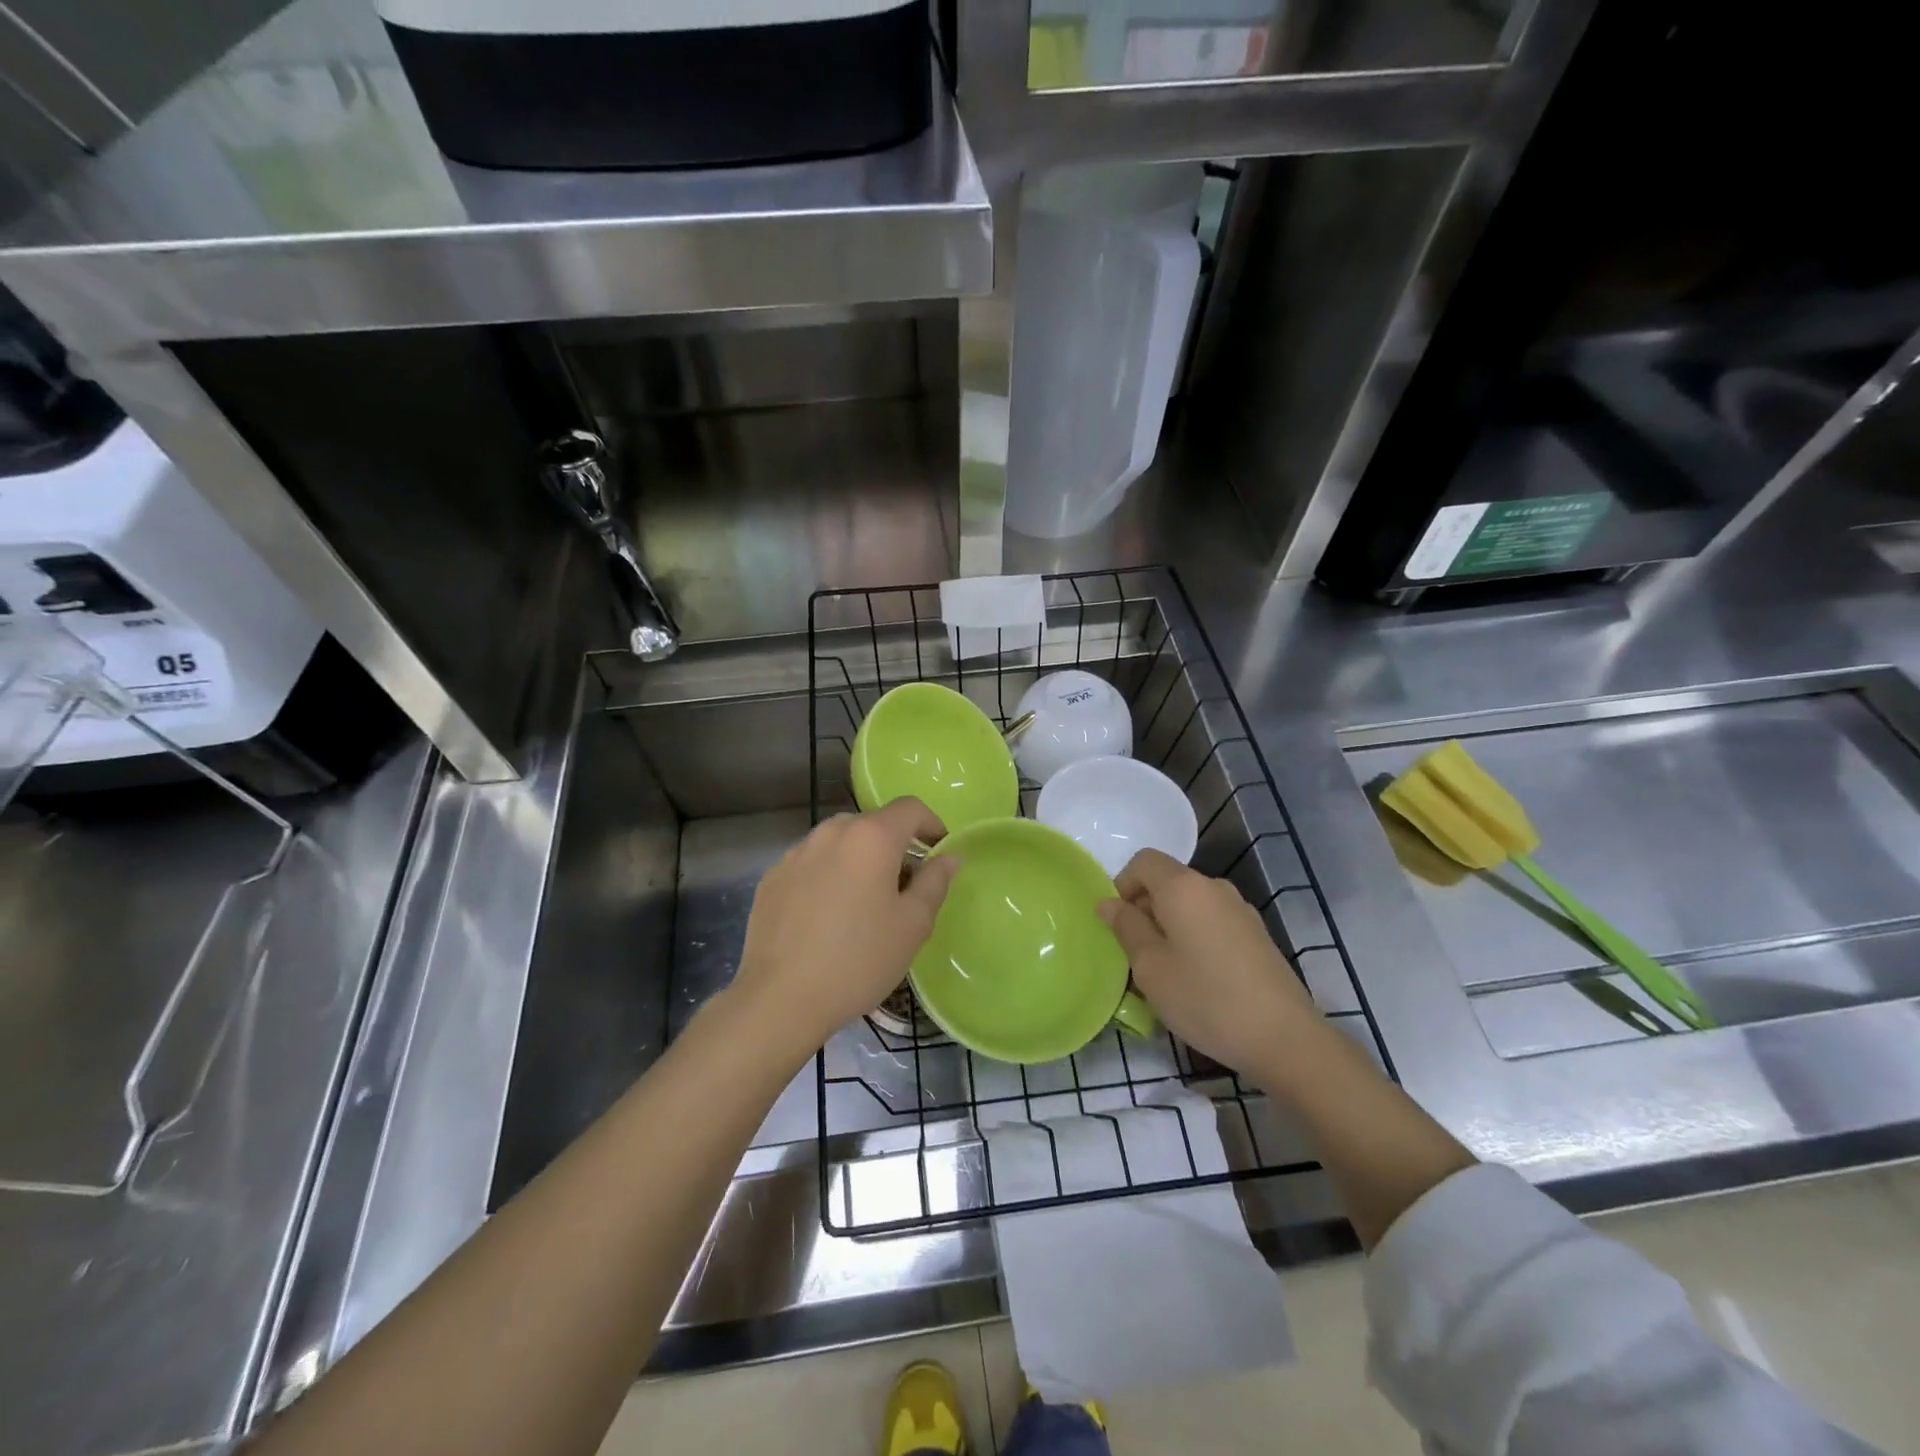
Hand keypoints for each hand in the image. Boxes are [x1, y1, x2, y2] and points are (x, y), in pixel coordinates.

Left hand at [730, 798, 959, 1061]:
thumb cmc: (859, 960)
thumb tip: (949, 856)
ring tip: (863, 905)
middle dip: (894, 847)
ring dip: (859, 861)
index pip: (910, 808)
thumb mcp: (913, 925)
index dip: (932, 825)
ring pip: (840, 844)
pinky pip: (812, 864)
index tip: (939, 853)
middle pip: (873, 824)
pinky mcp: (772, 877)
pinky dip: (828, 877)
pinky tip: (827, 918)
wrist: (780, 999)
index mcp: (871, 837)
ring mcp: (796, 853)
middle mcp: (831, 832)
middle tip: (904, 889)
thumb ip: (935, 881)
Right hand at [1099, 849, 1320, 1079]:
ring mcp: (1240, 910)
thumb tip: (1109, 903)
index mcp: (1184, 887)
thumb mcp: (1150, 967)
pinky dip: (1194, 938)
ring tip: (1165, 972)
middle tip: (1135, 956)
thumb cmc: (1205, 999)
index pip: (1143, 861)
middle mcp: (1214, 887)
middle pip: (1167, 882)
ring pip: (1189, 905)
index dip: (1122, 885)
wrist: (1285, 1038)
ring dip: (1169, 927)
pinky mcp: (1256, 935)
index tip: (1118, 925)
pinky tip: (1198, 979)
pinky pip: (1211, 922)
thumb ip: (1126, 928)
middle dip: (1144, 910)